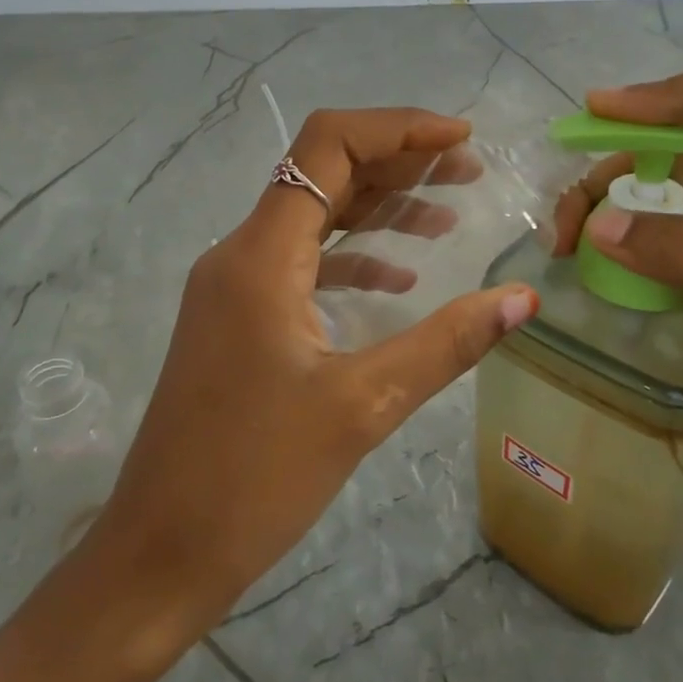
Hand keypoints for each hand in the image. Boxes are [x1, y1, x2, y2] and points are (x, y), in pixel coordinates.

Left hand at [82, 107, 538, 644]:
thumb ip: (446, 342)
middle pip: (324, 173)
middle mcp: (241, 252)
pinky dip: (354, 258)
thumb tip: (523, 298)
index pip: (326, 146)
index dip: (397, 128)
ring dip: (380, 208)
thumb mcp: (363, 406)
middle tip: (468, 172)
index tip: (459, 139)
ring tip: (450, 216)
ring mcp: (234, 285)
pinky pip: (303, 263)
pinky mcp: (238, 317)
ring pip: (315, 218)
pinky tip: (400, 279)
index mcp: (261, 255)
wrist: (159, 553)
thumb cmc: (254, 480)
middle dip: (399, 163)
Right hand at [551, 50, 682, 514]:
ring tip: (569, 244)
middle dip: (620, 170)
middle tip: (566, 223)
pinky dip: (628, 229)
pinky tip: (599, 256)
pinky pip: (671, 218)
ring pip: (671, 181)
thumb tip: (599, 222)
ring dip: (614, 201)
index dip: (680, 91)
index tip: (607, 115)